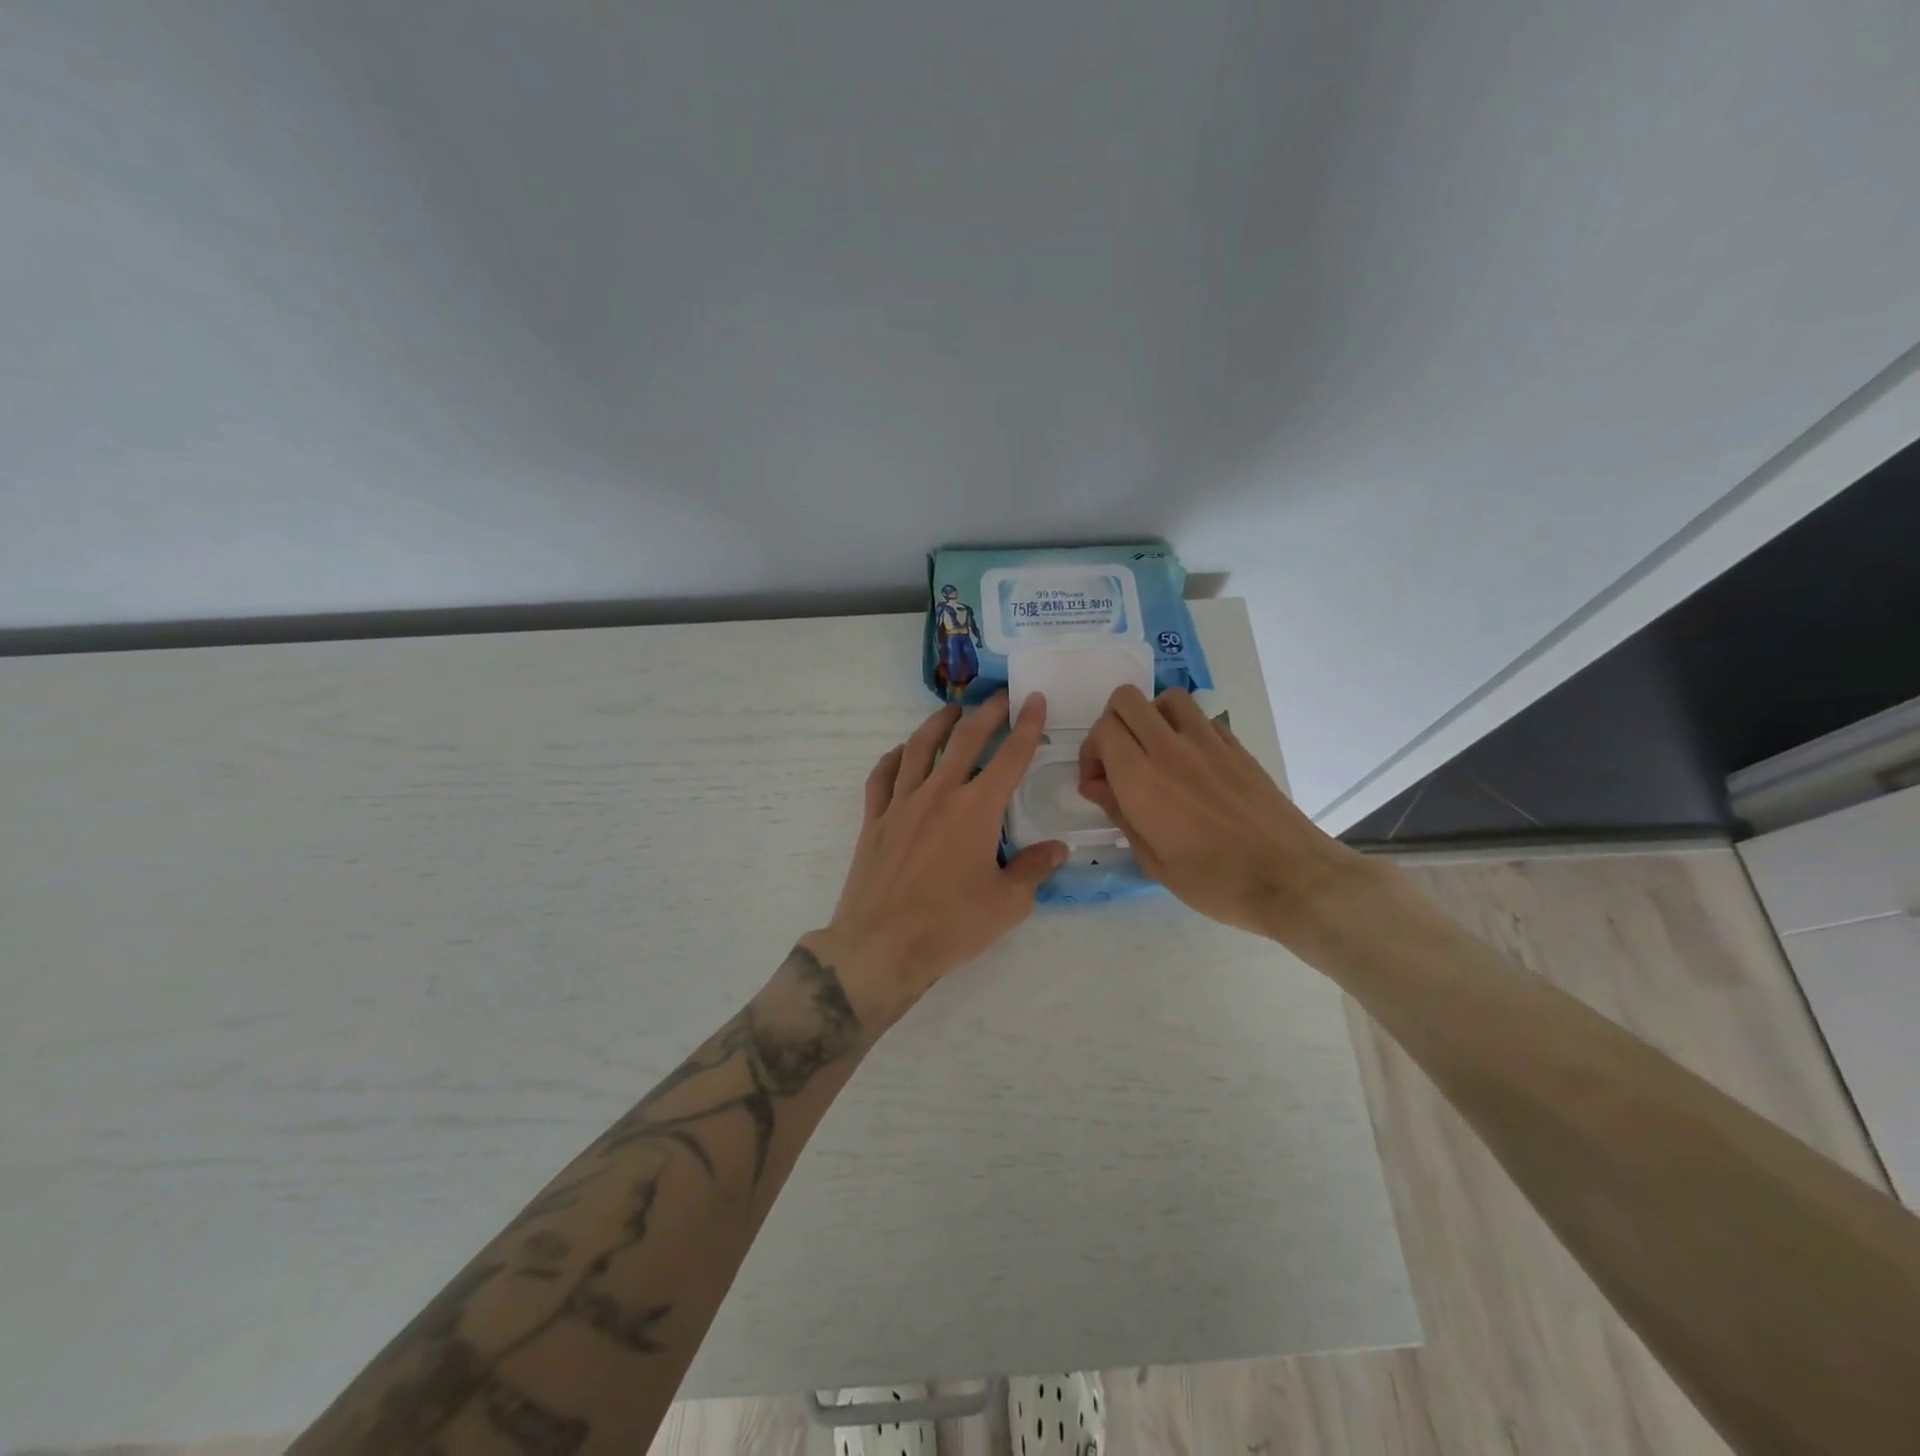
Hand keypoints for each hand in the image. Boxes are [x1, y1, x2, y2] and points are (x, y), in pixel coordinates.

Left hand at [804, 694, 1067, 1028]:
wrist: (881, 946)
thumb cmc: (950, 926)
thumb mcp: (1007, 904)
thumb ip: (1034, 870)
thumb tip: (1057, 849)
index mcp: (976, 809)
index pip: (1010, 757)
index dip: (1027, 725)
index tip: (1035, 699)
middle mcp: (939, 794)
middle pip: (965, 740)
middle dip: (986, 713)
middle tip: (1000, 697)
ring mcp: (902, 804)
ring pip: (919, 748)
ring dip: (938, 724)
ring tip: (952, 711)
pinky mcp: (875, 820)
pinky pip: (882, 776)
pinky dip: (894, 757)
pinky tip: (902, 752)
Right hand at [1077, 686, 1379, 943]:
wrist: (1290, 878)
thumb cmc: (1214, 881)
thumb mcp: (1153, 860)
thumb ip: (1119, 813)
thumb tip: (1097, 785)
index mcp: (1142, 778)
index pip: (1103, 729)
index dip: (1091, 752)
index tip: (1099, 785)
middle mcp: (1171, 748)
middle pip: (1126, 700)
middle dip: (1112, 724)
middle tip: (1119, 762)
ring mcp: (1208, 742)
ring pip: (1166, 698)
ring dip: (1150, 717)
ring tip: (1154, 753)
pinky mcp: (1236, 746)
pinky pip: (1200, 717)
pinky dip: (1184, 728)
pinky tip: (1191, 764)